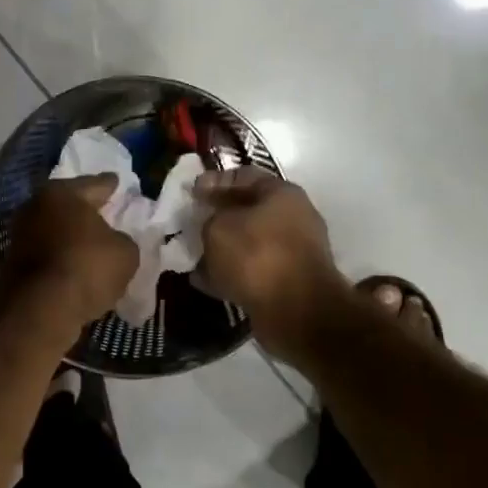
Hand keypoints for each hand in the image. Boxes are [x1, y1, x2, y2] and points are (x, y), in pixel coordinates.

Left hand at [4, 175, 139, 329]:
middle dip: (85, 208)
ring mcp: (20, 234)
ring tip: (91, 242)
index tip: (117, 181)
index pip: (94, 184)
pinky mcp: (13, 262)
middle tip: (104, 210)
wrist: (42, 308)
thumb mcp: (125, 252)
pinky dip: (59, 255)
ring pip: (54, 228)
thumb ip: (123, 239)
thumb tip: (113, 241)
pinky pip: (46, 252)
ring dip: (70, 235)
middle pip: (68, 204)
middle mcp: (36, 206)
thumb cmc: (87, 267)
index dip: (109, 185)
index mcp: (62, 193)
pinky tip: (74, 264)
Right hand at [195, 168, 347, 352]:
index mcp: (282, 194)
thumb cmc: (257, 256)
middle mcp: (293, 218)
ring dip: (222, 247)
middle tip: (190, 221)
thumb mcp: (218, 227)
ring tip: (192, 253)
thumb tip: (211, 226)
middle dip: (217, 216)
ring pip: (248, 242)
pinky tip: (203, 280)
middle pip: (248, 210)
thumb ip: (209, 219)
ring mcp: (292, 252)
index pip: (244, 175)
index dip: (214, 180)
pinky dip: (229, 274)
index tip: (190, 192)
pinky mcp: (287, 283)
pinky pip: (252, 271)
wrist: (297, 312)